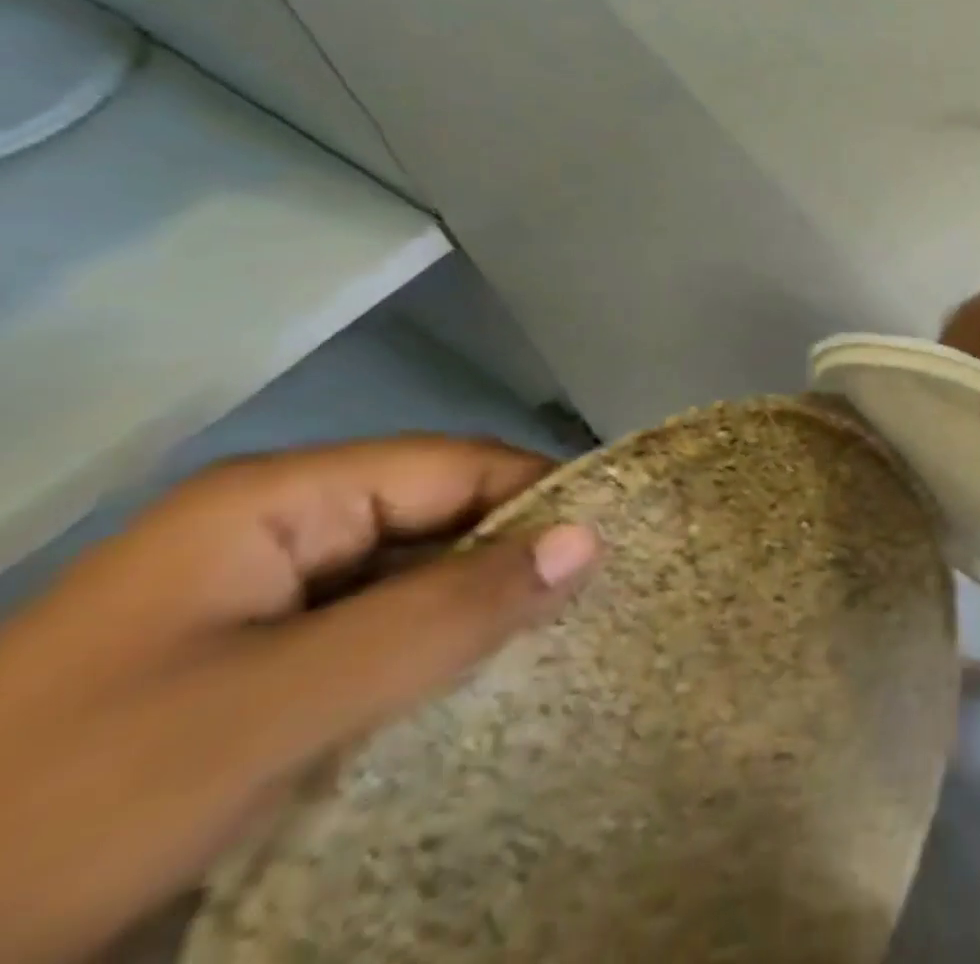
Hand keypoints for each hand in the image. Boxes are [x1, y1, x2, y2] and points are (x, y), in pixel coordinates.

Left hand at [0, 437, 598, 963]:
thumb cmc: (72, 802)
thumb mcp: (278, 707)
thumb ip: (443, 616)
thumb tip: (590, 540)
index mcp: (279, 499)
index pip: (457, 466)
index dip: (542, 497)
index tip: (619, 548)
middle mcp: (276, 527)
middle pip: (436, 517)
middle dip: (515, 559)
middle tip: (600, 610)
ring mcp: (257, 597)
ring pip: (409, 578)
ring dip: (475, 612)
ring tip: (561, 648)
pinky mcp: (248, 663)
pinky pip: (371, 634)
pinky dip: (428, 655)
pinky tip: (473, 692)